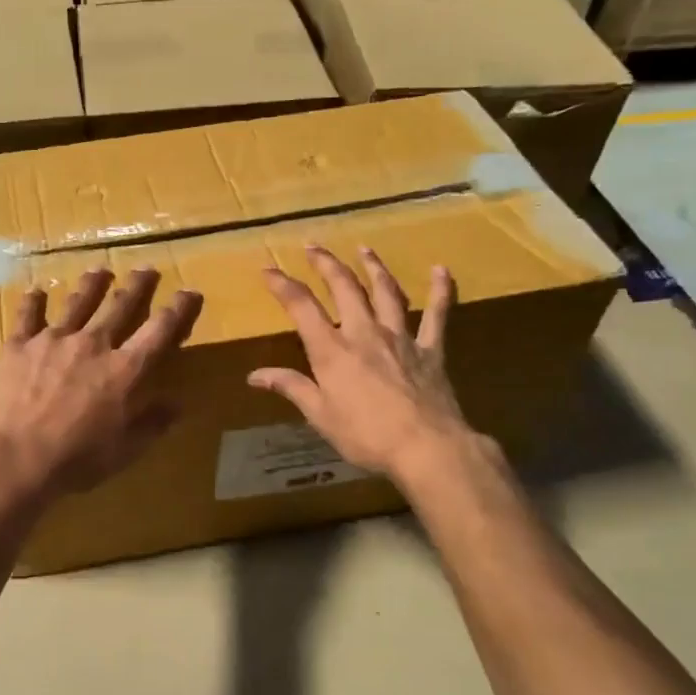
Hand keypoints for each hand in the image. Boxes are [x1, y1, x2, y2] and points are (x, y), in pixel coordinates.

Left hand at [0, 268, 202, 500]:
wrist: (17, 457)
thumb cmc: (78, 459)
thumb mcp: (126, 450)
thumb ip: (152, 422)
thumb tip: (177, 403)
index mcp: (125, 369)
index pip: (161, 330)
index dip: (179, 309)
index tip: (189, 293)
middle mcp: (94, 344)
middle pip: (121, 305)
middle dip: (138, 286)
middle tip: (147, 269)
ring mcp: (54, 339)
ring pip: (78, 302)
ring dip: (92, 285)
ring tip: (100, 271)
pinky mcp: (20, 345)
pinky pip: (28, 315)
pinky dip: (33, 302)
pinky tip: (36, 291)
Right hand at [249, 245, 476, 481]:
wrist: (426, 447)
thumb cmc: (366, 435)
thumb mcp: (320, 415)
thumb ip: (291, 388)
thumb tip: (254, 375)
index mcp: (332, 350)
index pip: (301, 307)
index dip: (282, 285)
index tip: (268, 270)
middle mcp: (364, 332)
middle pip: (344, 287)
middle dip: (326, 264)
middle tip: (313, 247)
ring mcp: (400, 337)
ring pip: (385, 291)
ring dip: (373, 267)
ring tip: (364, 248)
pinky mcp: (430, 349)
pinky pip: (437, 314)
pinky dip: (440, 290)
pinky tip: (441, 270)